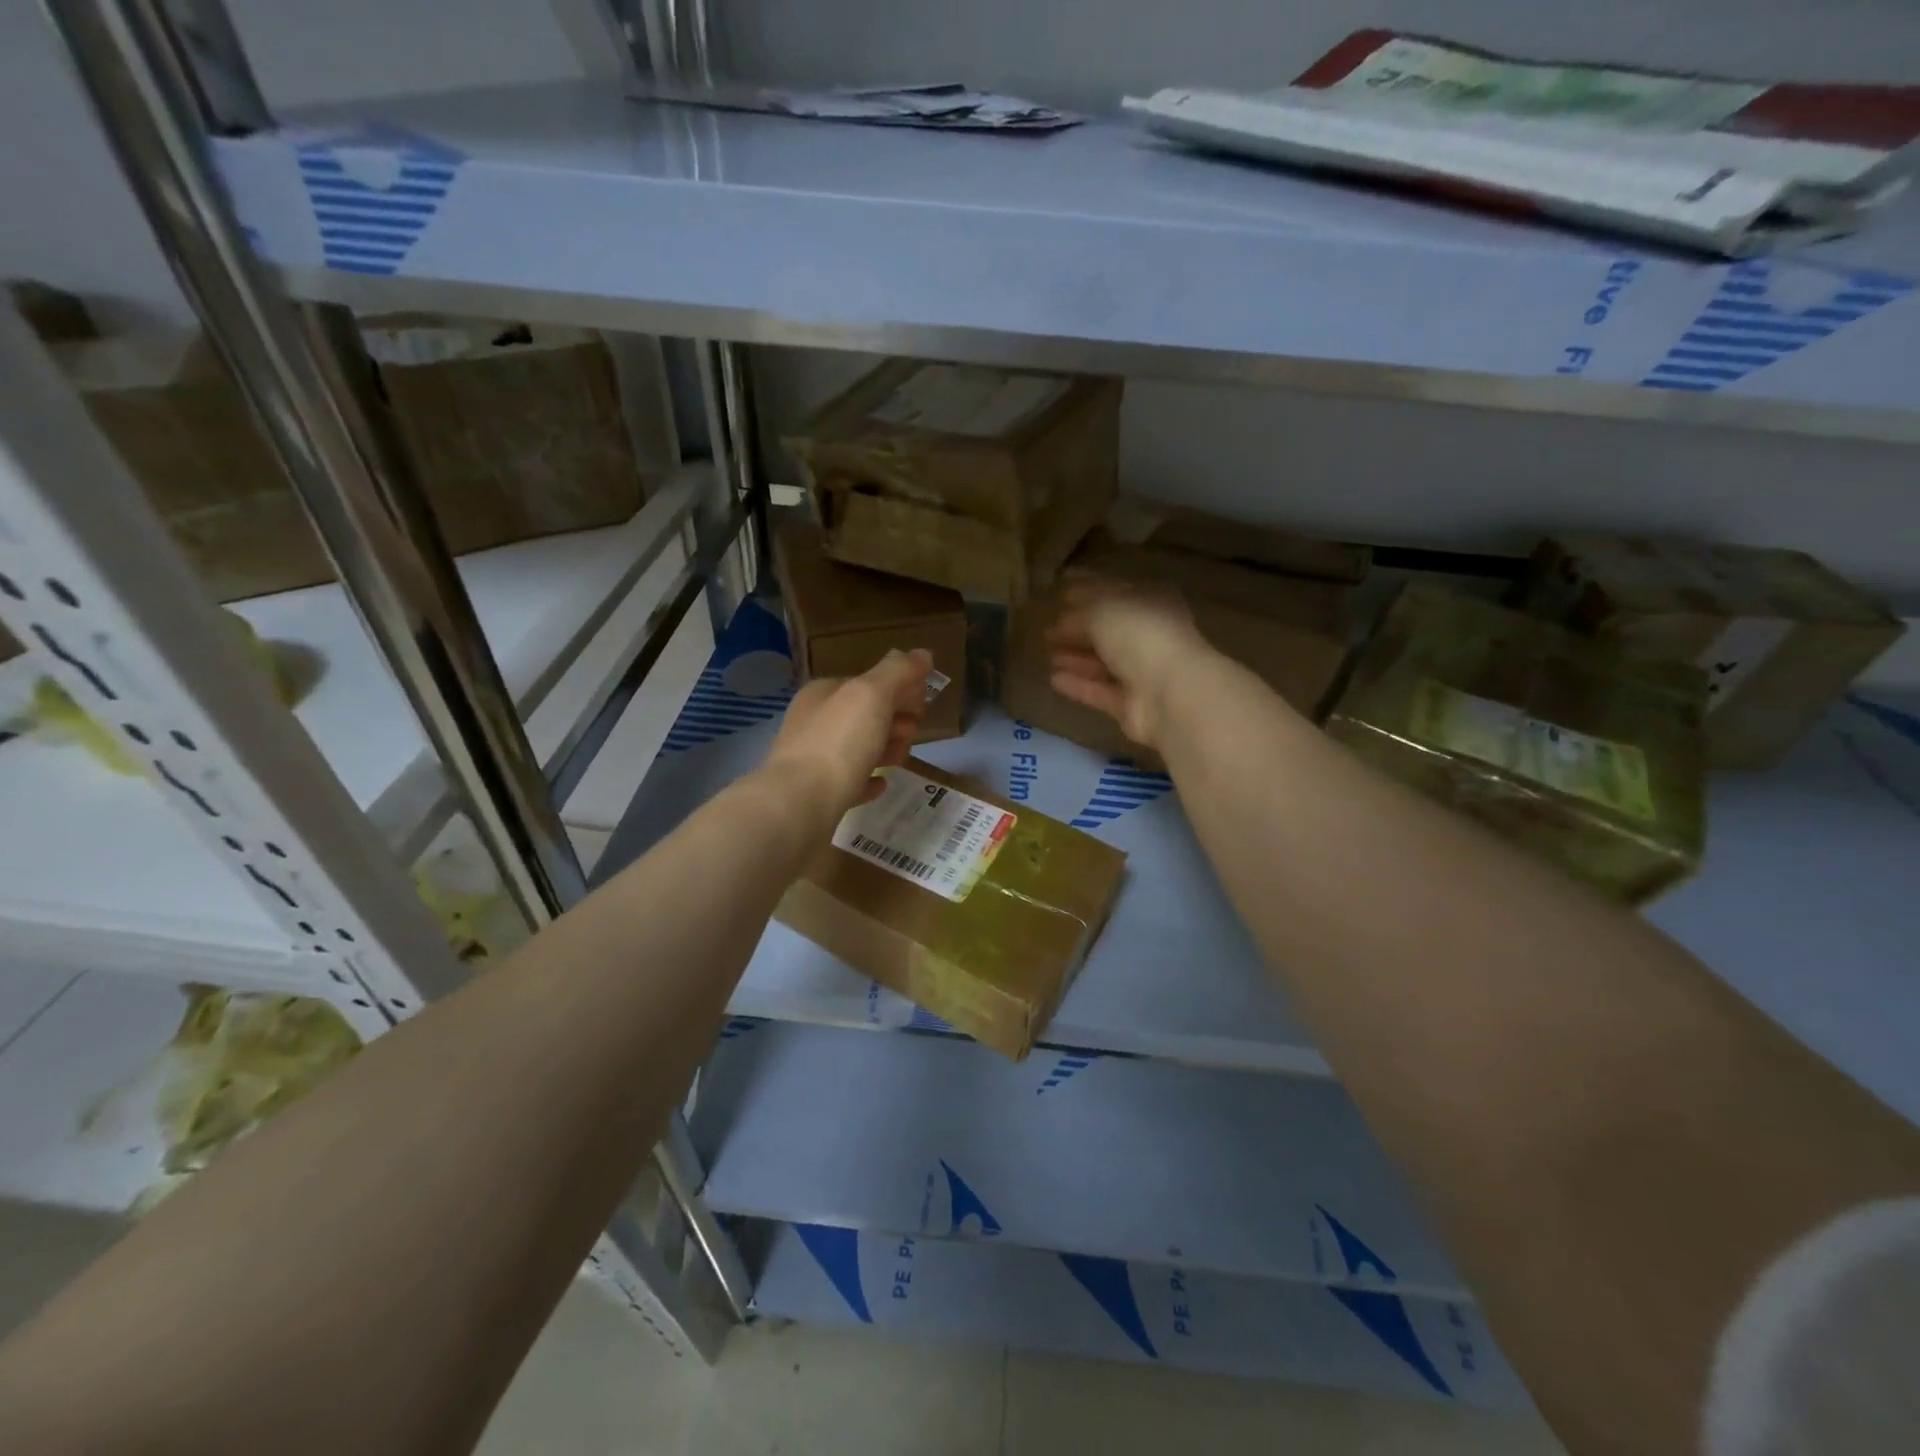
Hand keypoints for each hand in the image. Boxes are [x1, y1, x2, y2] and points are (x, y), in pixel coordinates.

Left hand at [765, 649, 932, 817]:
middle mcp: (813, 722)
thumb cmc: (838, 743)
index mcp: (823, 694)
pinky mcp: (816, 796)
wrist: (799, 805)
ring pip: (856, 748)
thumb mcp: (872, 695)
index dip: (899, 688)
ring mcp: (812, 760)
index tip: (924, 704)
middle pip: (863, 715)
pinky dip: (867, 779)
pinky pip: (849, 782)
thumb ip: (898, 672)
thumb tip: (923, 653)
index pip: (866, 682)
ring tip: (903, 756)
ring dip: (884, 747)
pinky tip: (881, 784)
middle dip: (893, 718)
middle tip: (915, 729)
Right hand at [1045, 575, 1207, 749]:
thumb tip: (1061, 622)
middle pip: (1108, 630)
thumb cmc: (1139, 636)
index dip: (1087, 591)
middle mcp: (1149, 635)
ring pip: (1102, 662)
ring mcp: (1141, 672)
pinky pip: (1099, 690)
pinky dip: (1078, 685)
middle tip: (1047, 629)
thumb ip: (1078, 614)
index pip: (1115, 592)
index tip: (1060, 592)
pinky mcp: (1130, 704)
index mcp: (1151, 602)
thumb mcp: (1102, 610)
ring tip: (1046, 653)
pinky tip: (1053, 679)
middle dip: (1077, 629)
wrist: (1169, 693)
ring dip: (1075, 658)